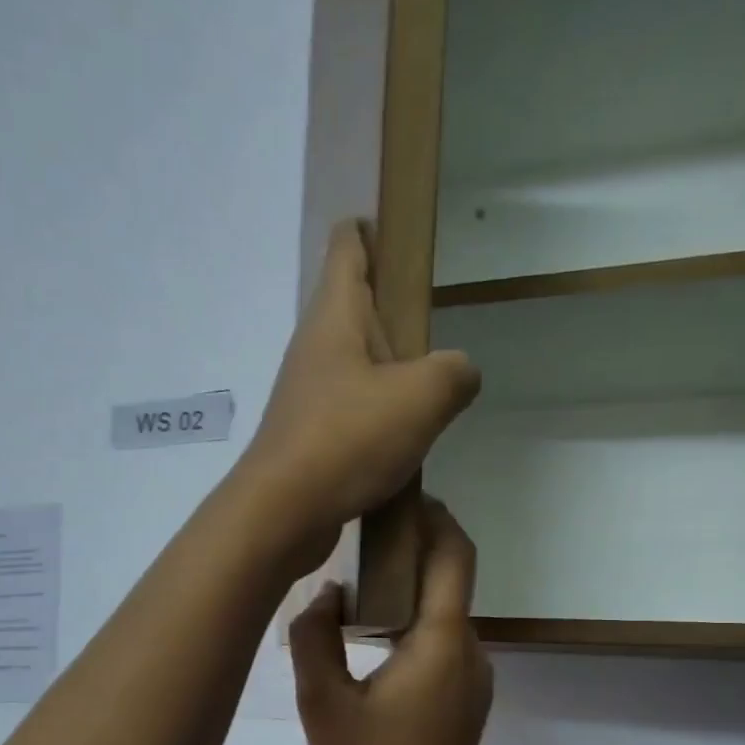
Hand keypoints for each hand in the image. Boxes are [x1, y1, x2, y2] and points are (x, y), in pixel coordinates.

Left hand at [238, 221, 480, 569]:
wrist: (283, 513)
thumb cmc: (349, 439)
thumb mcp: (423, 397)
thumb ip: (455, 373)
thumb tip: (460, 374)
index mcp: (337, 316)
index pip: (349, 246)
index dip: (374, 231)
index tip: (404, 237)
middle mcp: (315, 348)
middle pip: (357, 310)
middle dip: (395, 317)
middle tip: (437, 337)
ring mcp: (308, 396)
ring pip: (357, 369)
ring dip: (391, 377)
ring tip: (431, 398)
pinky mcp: (309, 439)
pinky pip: (351, 415)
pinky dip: (378, 421)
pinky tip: (404, 445)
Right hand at [290, 499, 492, 744]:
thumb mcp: (323, 702)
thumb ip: (316, 635)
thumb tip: (328, 594)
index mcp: (443, 644)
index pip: (454, 554)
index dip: (434, 515)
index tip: (399, 495)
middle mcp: (471, 654)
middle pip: (450, 581)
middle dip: (413, 550)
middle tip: (358, 535)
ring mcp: (474, 682)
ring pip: (445, 616)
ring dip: (410, 591)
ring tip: (357, 581)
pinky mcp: (466, 705)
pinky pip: (443, 647)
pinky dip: (415, 627)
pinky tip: (373, 636)